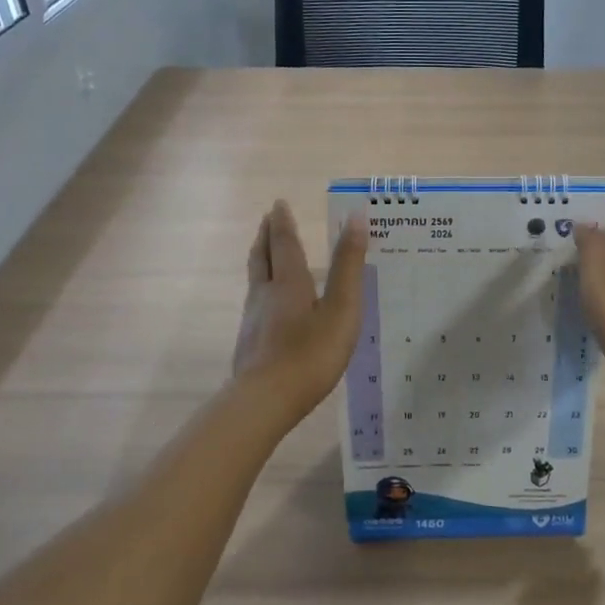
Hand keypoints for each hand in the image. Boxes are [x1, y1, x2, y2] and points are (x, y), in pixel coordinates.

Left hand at [232, 200, 368, 420]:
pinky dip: (262, 290)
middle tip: (267, 219)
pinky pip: (255, 304)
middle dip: (266, 236)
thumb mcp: (341, 309)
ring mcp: (253, 319)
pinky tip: (268, 305)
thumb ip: (348, 267)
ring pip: (255, 280)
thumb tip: (355, 219)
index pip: (284, 243)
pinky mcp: (249, 342)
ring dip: (260, 261)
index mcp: (289, 282)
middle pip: (261, 257)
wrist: (265, 400)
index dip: (282, 222)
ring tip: (265, 254)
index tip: (278, 204)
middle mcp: (265, 294)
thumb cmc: (310, 354)